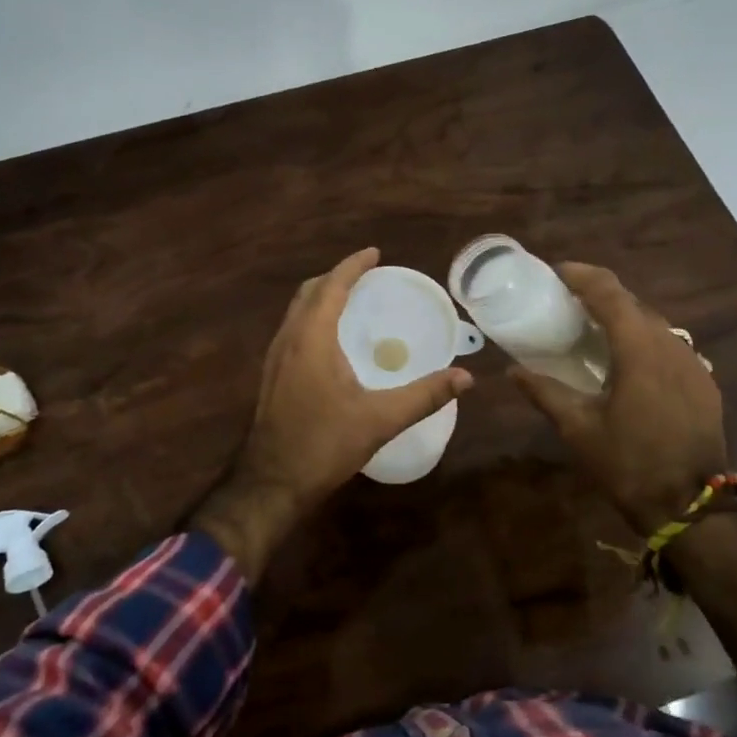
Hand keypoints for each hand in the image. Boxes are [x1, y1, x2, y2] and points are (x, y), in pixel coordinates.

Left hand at [191, 247, 473, 581]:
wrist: (270, 483)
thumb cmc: (324, 445)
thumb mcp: (380, 420)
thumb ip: (424, 396)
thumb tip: (466, 377)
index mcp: (311, 339)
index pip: (331, 286)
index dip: (352, 266)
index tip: (374, 253)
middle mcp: (288, 339)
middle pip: (309, 292)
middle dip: (336, 277)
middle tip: (366, 277)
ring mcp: (274, 358)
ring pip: (296, 311)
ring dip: (321, 297)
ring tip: (350, 301)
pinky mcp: (270, 376)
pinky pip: (292, 330)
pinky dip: (312, 318)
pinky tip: (330, 341)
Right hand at [509, 262, 725, 534]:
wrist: (692, 507)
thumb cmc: (628, 463)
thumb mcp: (578, 427)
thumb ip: (544, 391)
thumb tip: (512, 371)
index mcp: (639, 347)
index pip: (609, 291)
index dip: (581, 275)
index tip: (554, 272)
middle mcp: (671, 343)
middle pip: (632, 302)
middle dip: (599, 295)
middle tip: (565, 301)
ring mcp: (693, 362)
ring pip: (654, 323)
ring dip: (623, 318)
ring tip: (592, 330)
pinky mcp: (704, 381)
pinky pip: (669, 345)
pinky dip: (643, 341)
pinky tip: (626, 363)